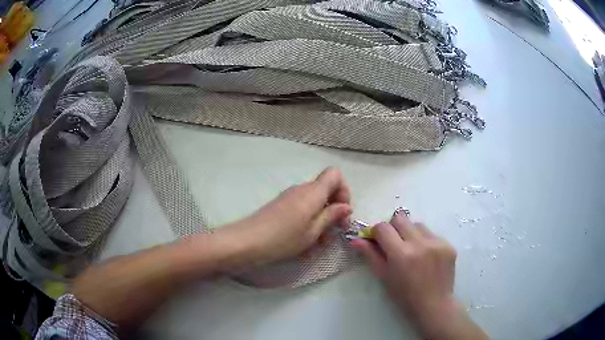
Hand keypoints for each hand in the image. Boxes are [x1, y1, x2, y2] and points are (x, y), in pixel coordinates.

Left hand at [215, 167, 351, 267]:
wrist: (248, 241)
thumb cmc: (284, 238)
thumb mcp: (313, 231)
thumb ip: (332, 216)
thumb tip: (346, 206)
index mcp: (313, 192)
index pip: (335, 175)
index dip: (344, 191)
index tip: (343, 212)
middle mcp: (302, 189)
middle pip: (326, 190)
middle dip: (334, 210)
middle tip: (332, 234)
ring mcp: (290, 197)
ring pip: (314, 203)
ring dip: (321, 220)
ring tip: (317, 243)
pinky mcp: (281, 206)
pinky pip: (302, 209)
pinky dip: (308, 222)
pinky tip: (304, 242)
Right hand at [351, 211, 487, 339]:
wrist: (434, 304)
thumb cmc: (404, 295)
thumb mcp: (384, 277)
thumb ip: (371, 255)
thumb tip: (356, 239)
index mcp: (401, 254)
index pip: (383, 227)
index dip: (377, 232)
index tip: (378, 240)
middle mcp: (420, 243)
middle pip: (401, 218)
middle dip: (394, 227)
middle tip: (395, 243)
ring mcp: (437, 243)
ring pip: (418, 224)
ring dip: (411, 233)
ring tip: (413, 250)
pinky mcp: (448, 244)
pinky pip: (432, 234)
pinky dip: (426, 241)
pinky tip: (427, 256)